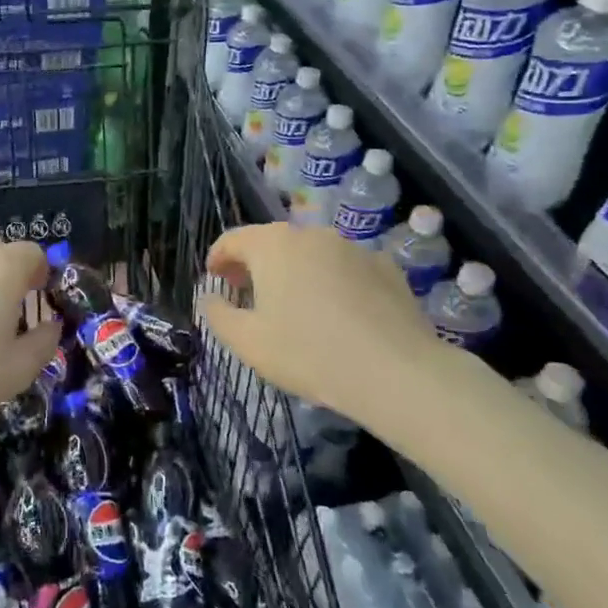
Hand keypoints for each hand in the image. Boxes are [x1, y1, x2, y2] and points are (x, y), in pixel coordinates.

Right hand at [199, 224, 447, 427]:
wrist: (396, 372)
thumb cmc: (309, 353)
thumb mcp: (247, 342)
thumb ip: (218, 314)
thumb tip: (210, 296)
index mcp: (272, 245)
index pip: (233, 239)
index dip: (218, 257)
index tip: (214, 279)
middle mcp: (311, 234)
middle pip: (272, 242)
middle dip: (255, 264)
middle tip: (247, 293)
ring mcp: (352, 247)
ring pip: (311, 253)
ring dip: (295, 272)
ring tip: (293, 306)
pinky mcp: (386, 267)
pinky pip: (345, 269)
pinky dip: (332, 282)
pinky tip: (338, 315)